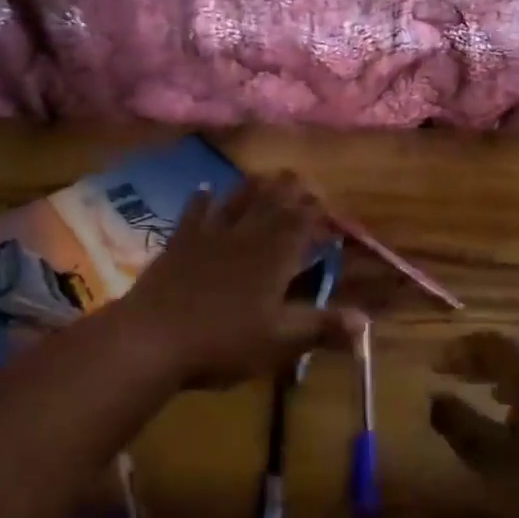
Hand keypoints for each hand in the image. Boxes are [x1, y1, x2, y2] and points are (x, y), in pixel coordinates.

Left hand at [114, 172, 365, 387]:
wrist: (153, 338)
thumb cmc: (223, 342)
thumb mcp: (279, 341)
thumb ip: (321, 327)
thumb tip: (365, 322)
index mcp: (272, 258)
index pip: (299, 224)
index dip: (313, 212)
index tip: (324, 202)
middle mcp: (244, 238)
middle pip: (269, 206)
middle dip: (287, 191)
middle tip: (297, 176)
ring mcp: (208, 237)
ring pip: (235, 202)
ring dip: (251, 188)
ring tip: (263, 175)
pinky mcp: (178, 244)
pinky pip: (194, 213)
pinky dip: (201, 199)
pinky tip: (204, 189)